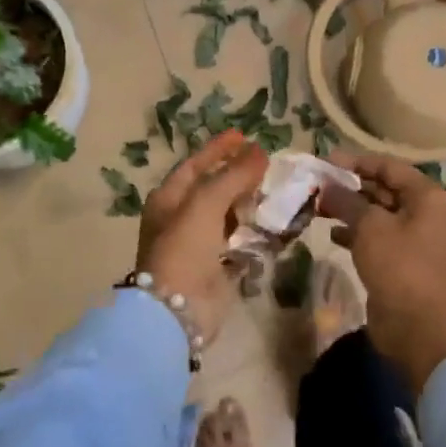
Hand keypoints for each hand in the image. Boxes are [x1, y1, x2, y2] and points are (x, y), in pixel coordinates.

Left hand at [136, 130, 267, 345]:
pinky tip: (276, 223)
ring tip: (276, 190)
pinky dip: (255, 232)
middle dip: (238, 175)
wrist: (177, 311)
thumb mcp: (206, 203)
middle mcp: (181, 218)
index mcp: (168, 199)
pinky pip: (240, 242)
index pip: (196, 165)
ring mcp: (199, 245)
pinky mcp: (217, 268)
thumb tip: (259, 151)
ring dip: (249, 203)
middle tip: (267, 164)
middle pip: (213, 188)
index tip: (244, 135)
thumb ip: (234, 175)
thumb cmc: (184, 248)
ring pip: (228, 215)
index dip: (219, 149)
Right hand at [319, 153, 445, 395]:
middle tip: (316, 185)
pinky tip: (331, 234)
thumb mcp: (369, 226)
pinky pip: (373, 235)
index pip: (387, 166)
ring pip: (375, 212)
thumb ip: (346, 200)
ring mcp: (411, 236)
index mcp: (425, 196)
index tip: (325, 162)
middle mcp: (421, 211)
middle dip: (348, 186)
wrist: (414, 326)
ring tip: (317, 207)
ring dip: (347, 209)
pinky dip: (353, 232)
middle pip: (381, 188)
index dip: (356, 162)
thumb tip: (326, 186)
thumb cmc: (397, 266)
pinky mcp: (398, 259)